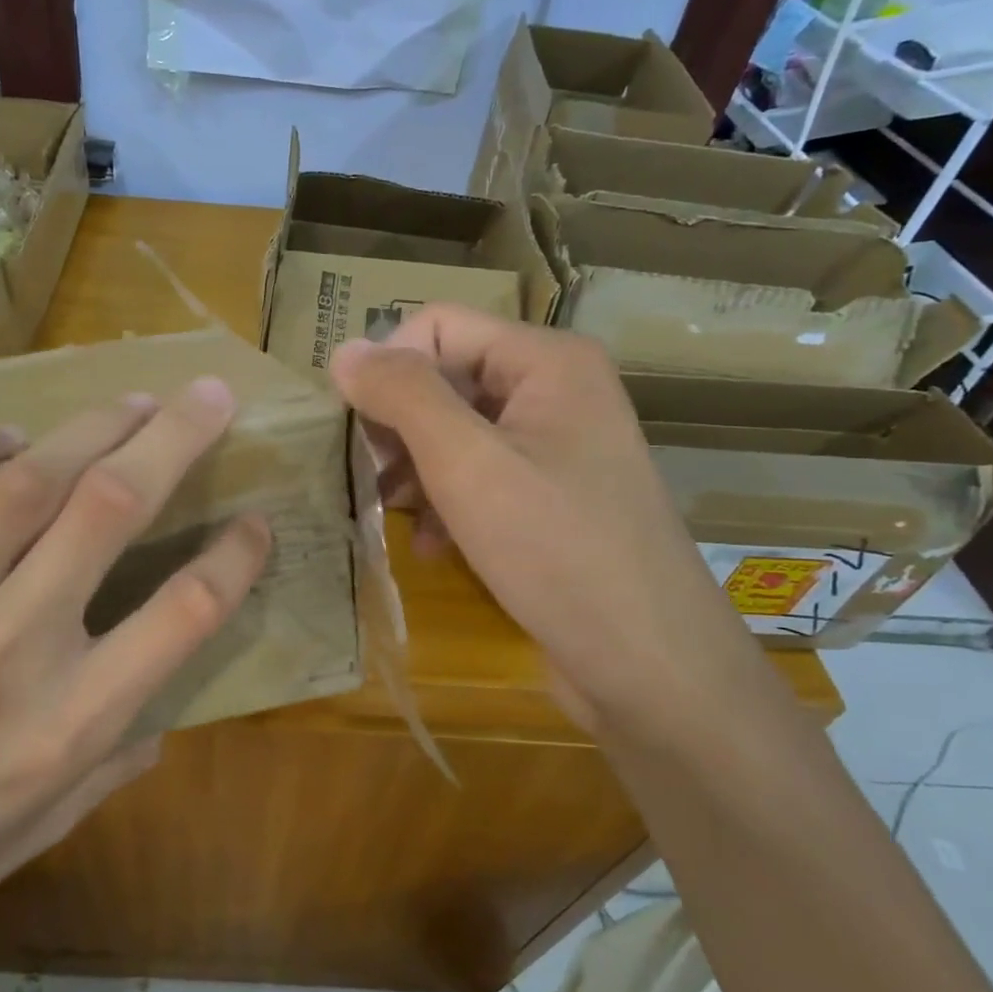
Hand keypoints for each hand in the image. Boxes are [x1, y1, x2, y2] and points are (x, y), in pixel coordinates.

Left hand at [0, 378, 270, 979]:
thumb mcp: (47, 828)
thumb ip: (119, 753)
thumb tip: (166, 692)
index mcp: (67, 724)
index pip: (185, 612)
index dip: (237, 556)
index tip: (257, 521)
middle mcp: (4, 653)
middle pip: (110, 511)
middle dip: (175, 439)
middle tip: (211, 395)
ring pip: (23, 482)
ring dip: (91, 426)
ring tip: (132, 401)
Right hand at [330, 305, 770, 731]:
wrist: (649, 666)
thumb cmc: (557, 550)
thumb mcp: (467, 465)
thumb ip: (403, 396)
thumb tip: (343, 352)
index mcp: (546, 361)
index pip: (437, 326)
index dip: (388, 367)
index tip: (355, 428)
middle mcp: (555, 391)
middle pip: (446, 377)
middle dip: (398, 424)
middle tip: (368, 475)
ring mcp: (555, 447)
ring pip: (455, 431)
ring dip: (414, 468)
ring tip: (389, 512)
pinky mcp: (550, 497)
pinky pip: (479, 475)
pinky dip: (445, 501)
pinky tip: (428, 543)